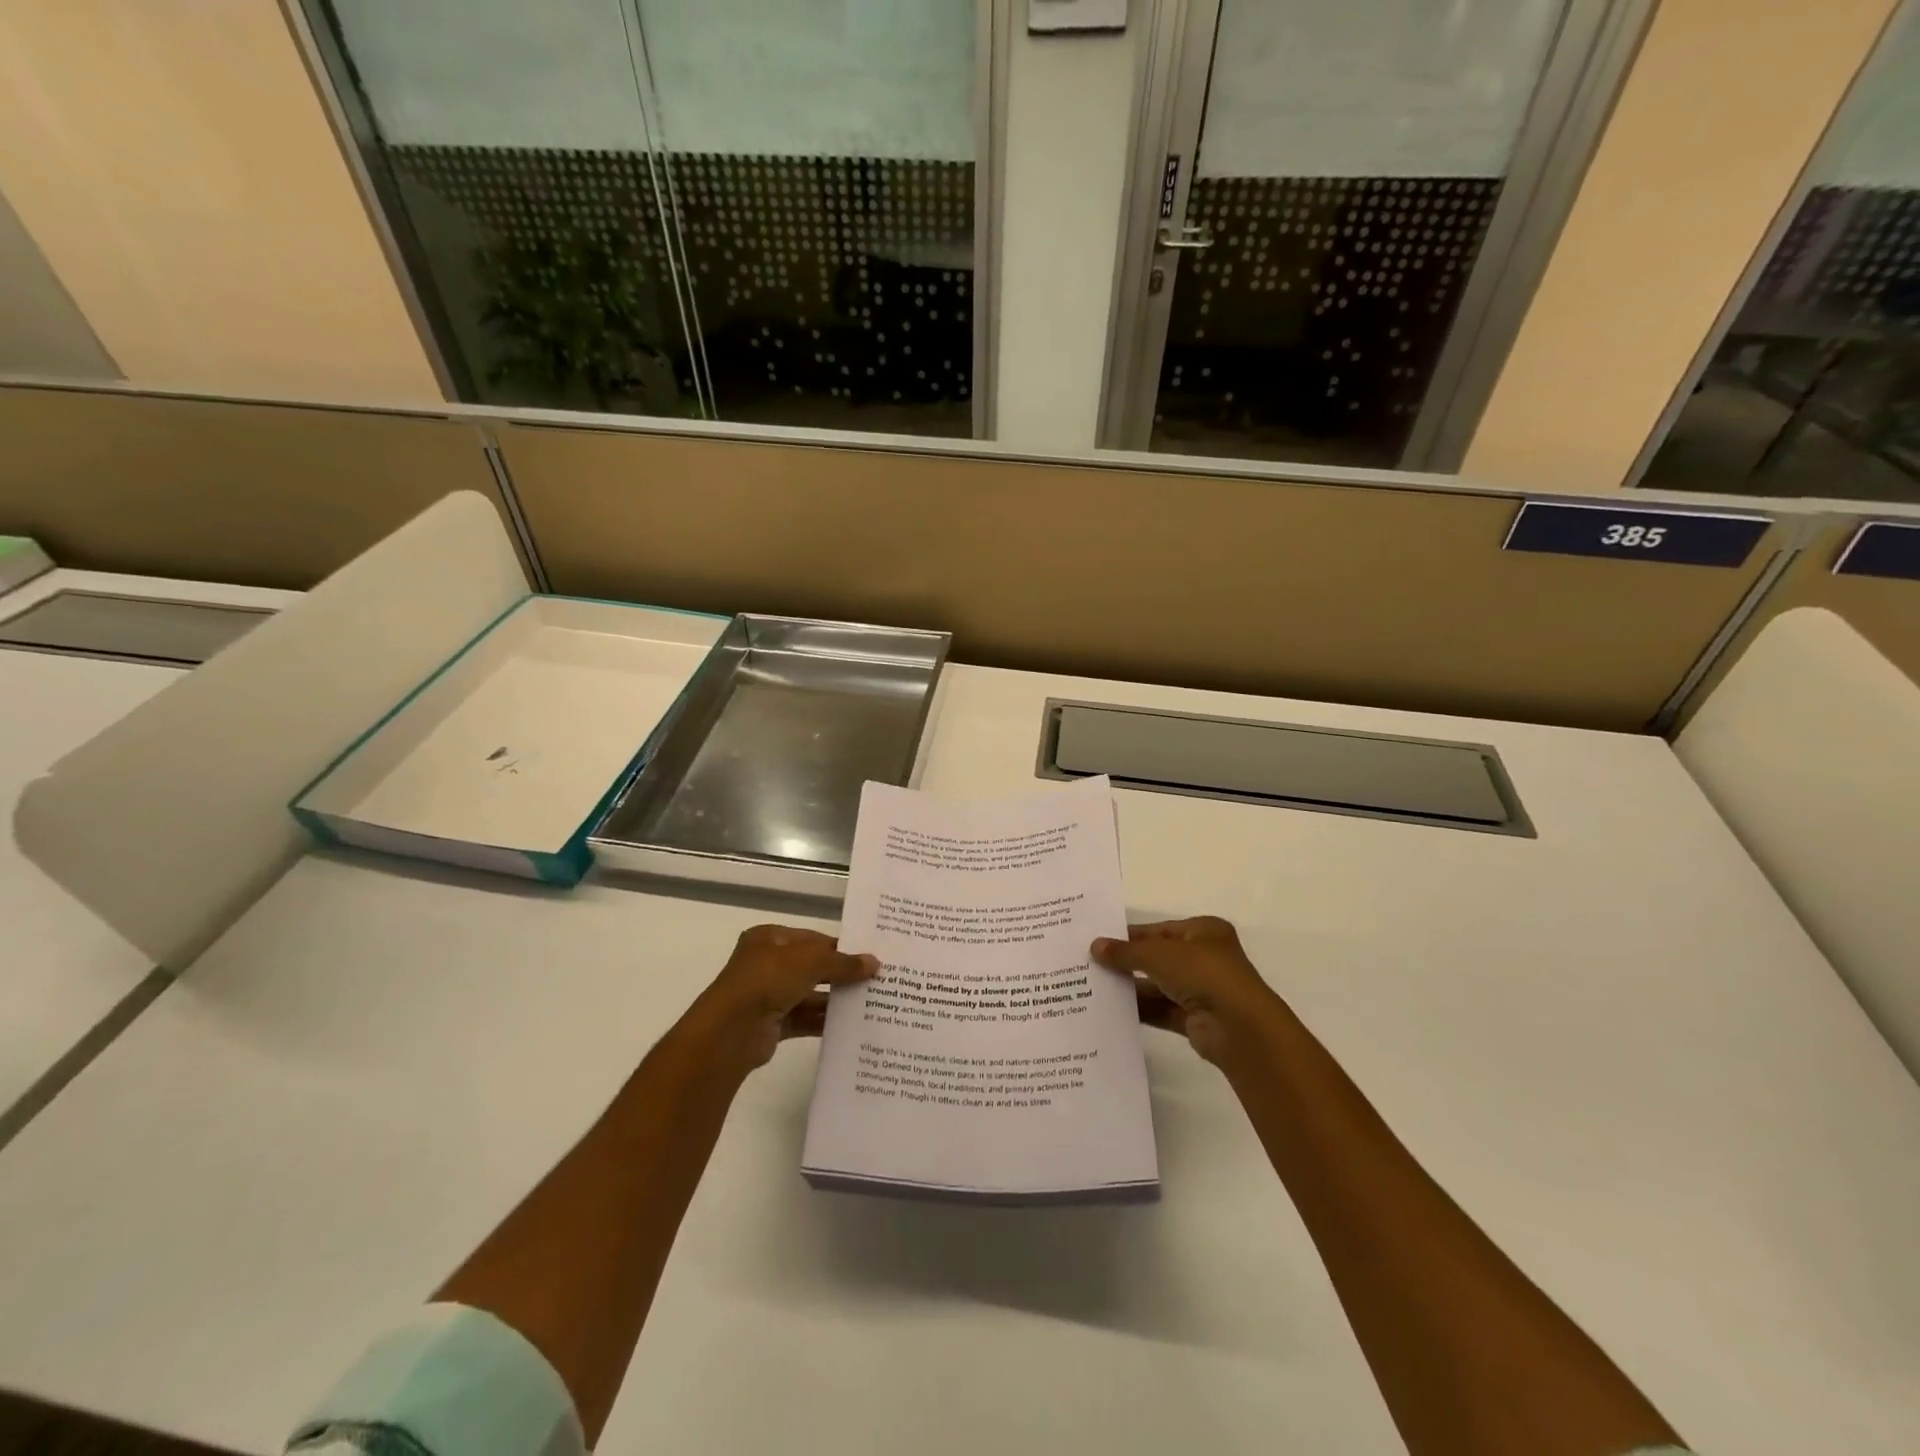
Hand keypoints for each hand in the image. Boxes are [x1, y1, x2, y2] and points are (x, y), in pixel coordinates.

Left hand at [685, 925, 877, 1077]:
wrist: (731, 1031)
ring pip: (809, 994)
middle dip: (840, 973)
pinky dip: (823, 1021)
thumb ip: (843, 962)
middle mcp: (767, 963)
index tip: (869, 956)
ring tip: (870, 1002)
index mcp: (770, 938)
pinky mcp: (771, 1024)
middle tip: (875, 979)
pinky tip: (850, 1025)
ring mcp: (768, 995)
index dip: (840, 947)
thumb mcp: (810, 962)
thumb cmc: (768, 980)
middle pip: (811, 966)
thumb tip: (874, 963)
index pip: (812, 939)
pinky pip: (804, 1019)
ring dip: (834, 998)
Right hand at [1092, 917, 1284, 1069]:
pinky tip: (1111, 1010)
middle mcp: (1205, 958)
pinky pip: (1162, 1010)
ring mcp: (1202, 990)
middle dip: (1128, 962)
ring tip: (1095, 986)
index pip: (1160, 929)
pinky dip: (1140, 1009)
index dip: (1130, 934)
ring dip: (1132, 987)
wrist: (1239, 1027)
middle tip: (1091, 963)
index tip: (1099, 940)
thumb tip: (1095, 946)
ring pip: (1159, 985)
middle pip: (1158, 957)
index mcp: (1204, 931)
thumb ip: (1126, 951)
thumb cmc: (1203, 973)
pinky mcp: (1196, 1020)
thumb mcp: (1158, 954)